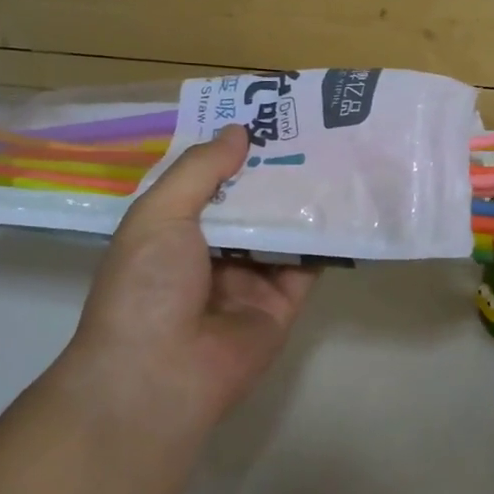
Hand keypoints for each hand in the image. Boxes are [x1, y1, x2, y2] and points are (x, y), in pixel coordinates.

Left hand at [56, 126, 317, 432]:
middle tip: (312, 130)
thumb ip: (200, 170)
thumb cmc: (147, 285)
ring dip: (302, 200)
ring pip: (280, 231)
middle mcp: (210, 253)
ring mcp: (248, 280)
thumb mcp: (160, 214)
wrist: (160, 375)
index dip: (232, 152)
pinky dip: (323, 239)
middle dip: (274, 172)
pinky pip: (307, 266)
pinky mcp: (281, 304)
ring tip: (337, 155)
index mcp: (172, 231)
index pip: (207, 182)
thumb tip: (238, 131)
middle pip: (249, 204)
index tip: (264, 118)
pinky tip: (346, 205)